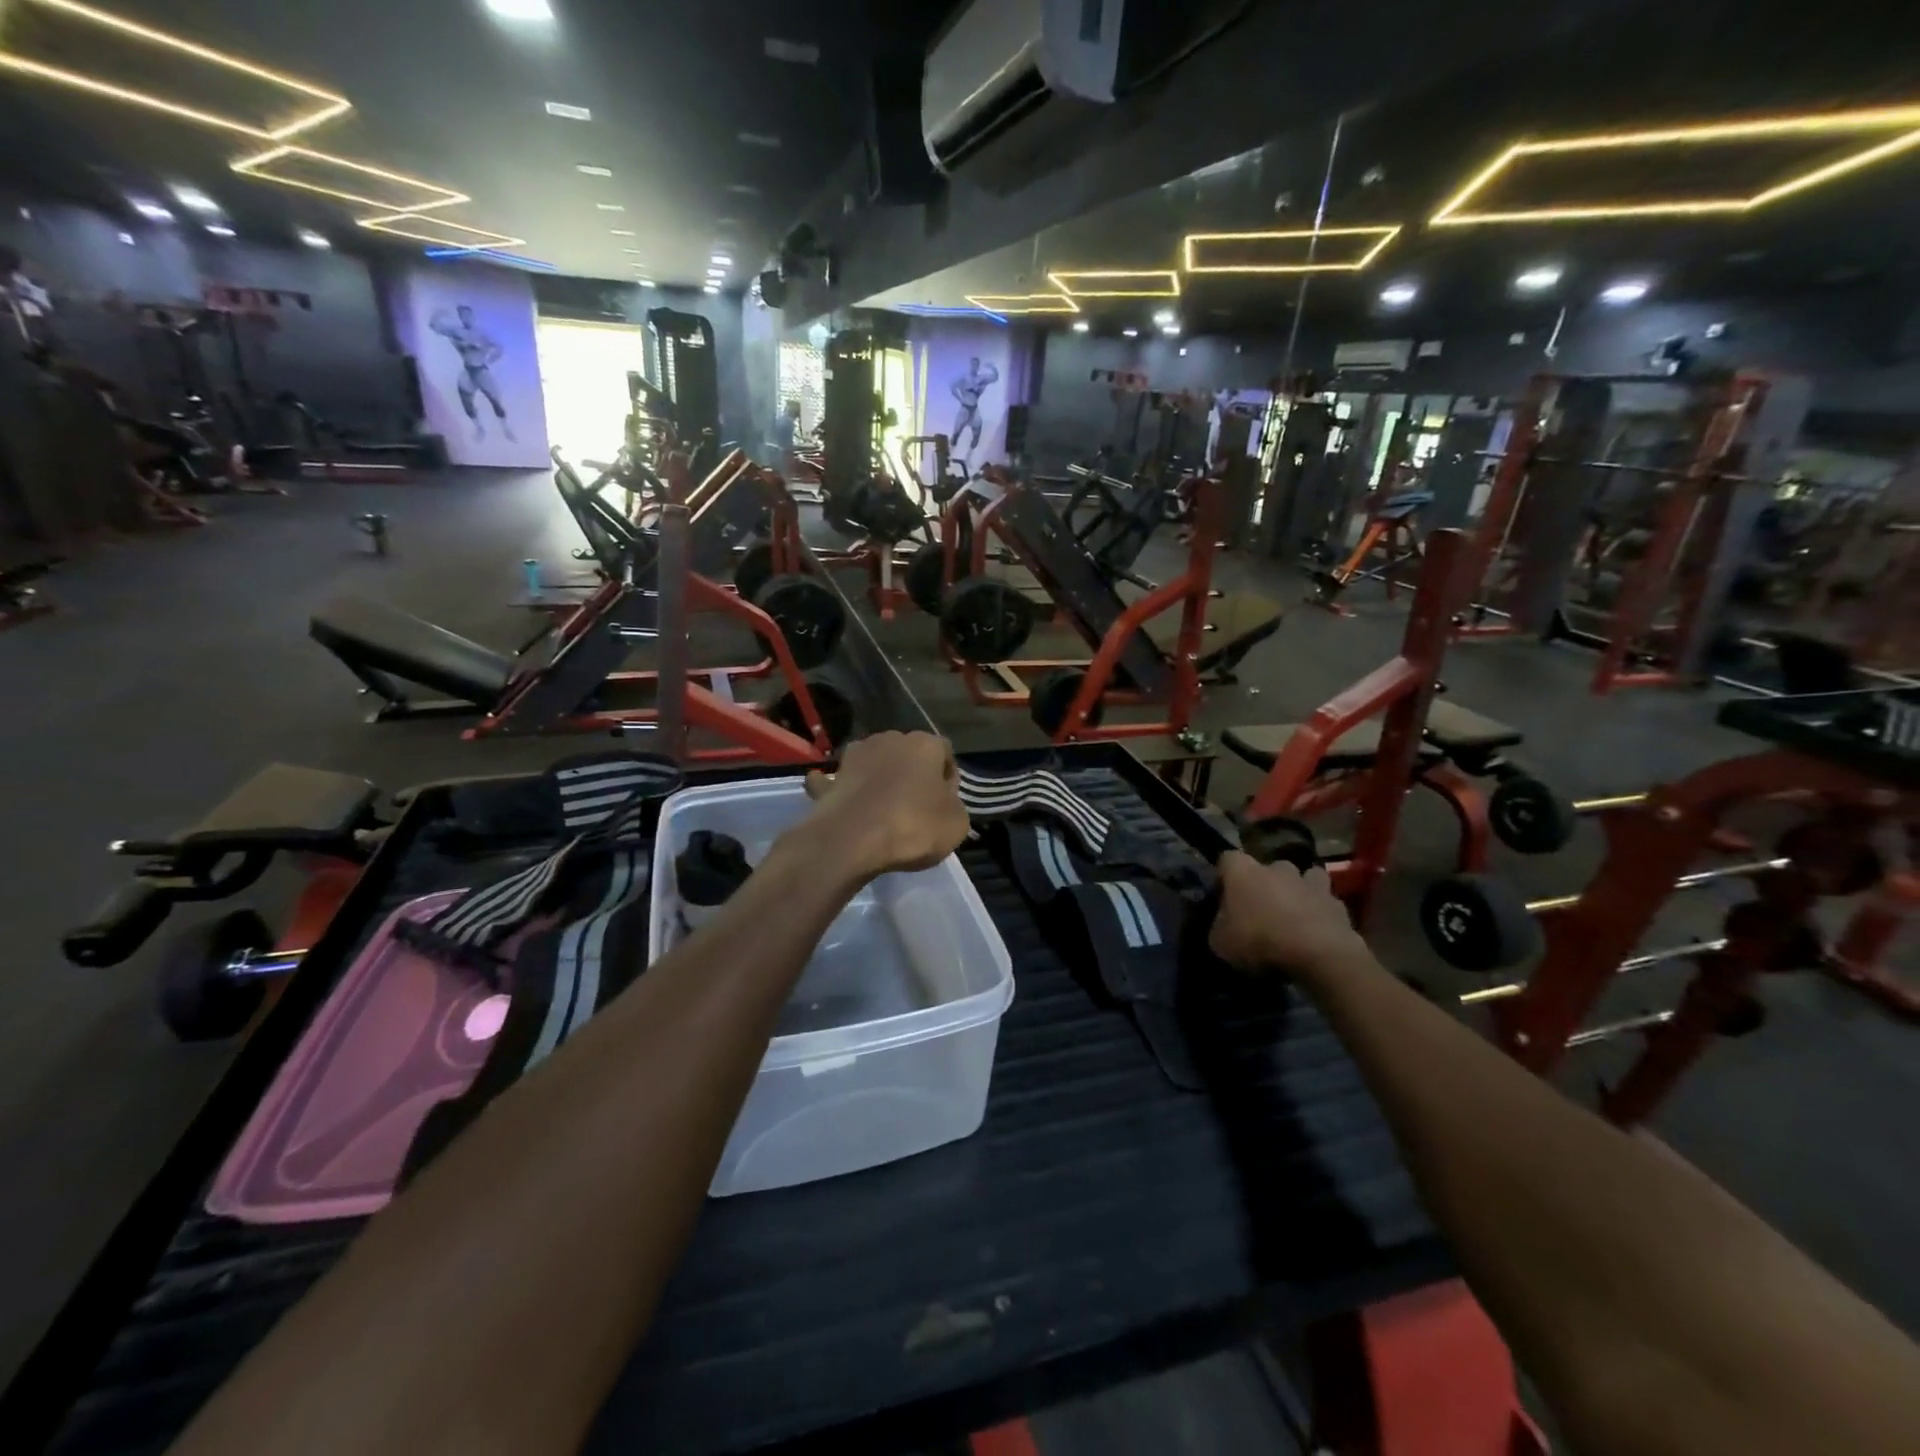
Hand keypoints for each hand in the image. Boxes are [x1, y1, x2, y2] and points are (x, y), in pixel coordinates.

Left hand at [801, 732, 969, 881]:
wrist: (851, 840)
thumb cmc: (913, 827)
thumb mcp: (956, 824)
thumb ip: (954, 806)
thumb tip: (944, 802)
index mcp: (926, 744)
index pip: (945, 753)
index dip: (948, 779)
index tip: (947, 804)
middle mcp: (890, 739)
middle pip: (909, 755)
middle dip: (913, 775)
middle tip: (917, 807)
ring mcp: (857, 754)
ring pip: (876, 763)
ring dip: (881, 779)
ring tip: (884, 809)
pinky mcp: (833, 776)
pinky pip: (843, 780)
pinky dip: (845, 788)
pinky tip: (845, 802)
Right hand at [1209, 852, 1366, 982]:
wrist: (1319, 954)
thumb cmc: (1260, 941)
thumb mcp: (1220, 943)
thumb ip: (1219, 926)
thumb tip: (1223, 924)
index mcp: (1243, 871)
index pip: (1226, 859)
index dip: (1224, 876)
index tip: (1222, 896)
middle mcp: (1276, 868)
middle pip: (1267, 868)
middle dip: (1264, 884)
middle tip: (1260, 909)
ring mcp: (1310, 882)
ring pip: (1302, 878)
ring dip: (1296, 891)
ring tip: (1293, 914)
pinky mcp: (1337, 902)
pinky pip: (1324, 901)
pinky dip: (1319, 912)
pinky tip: (1316, 931)